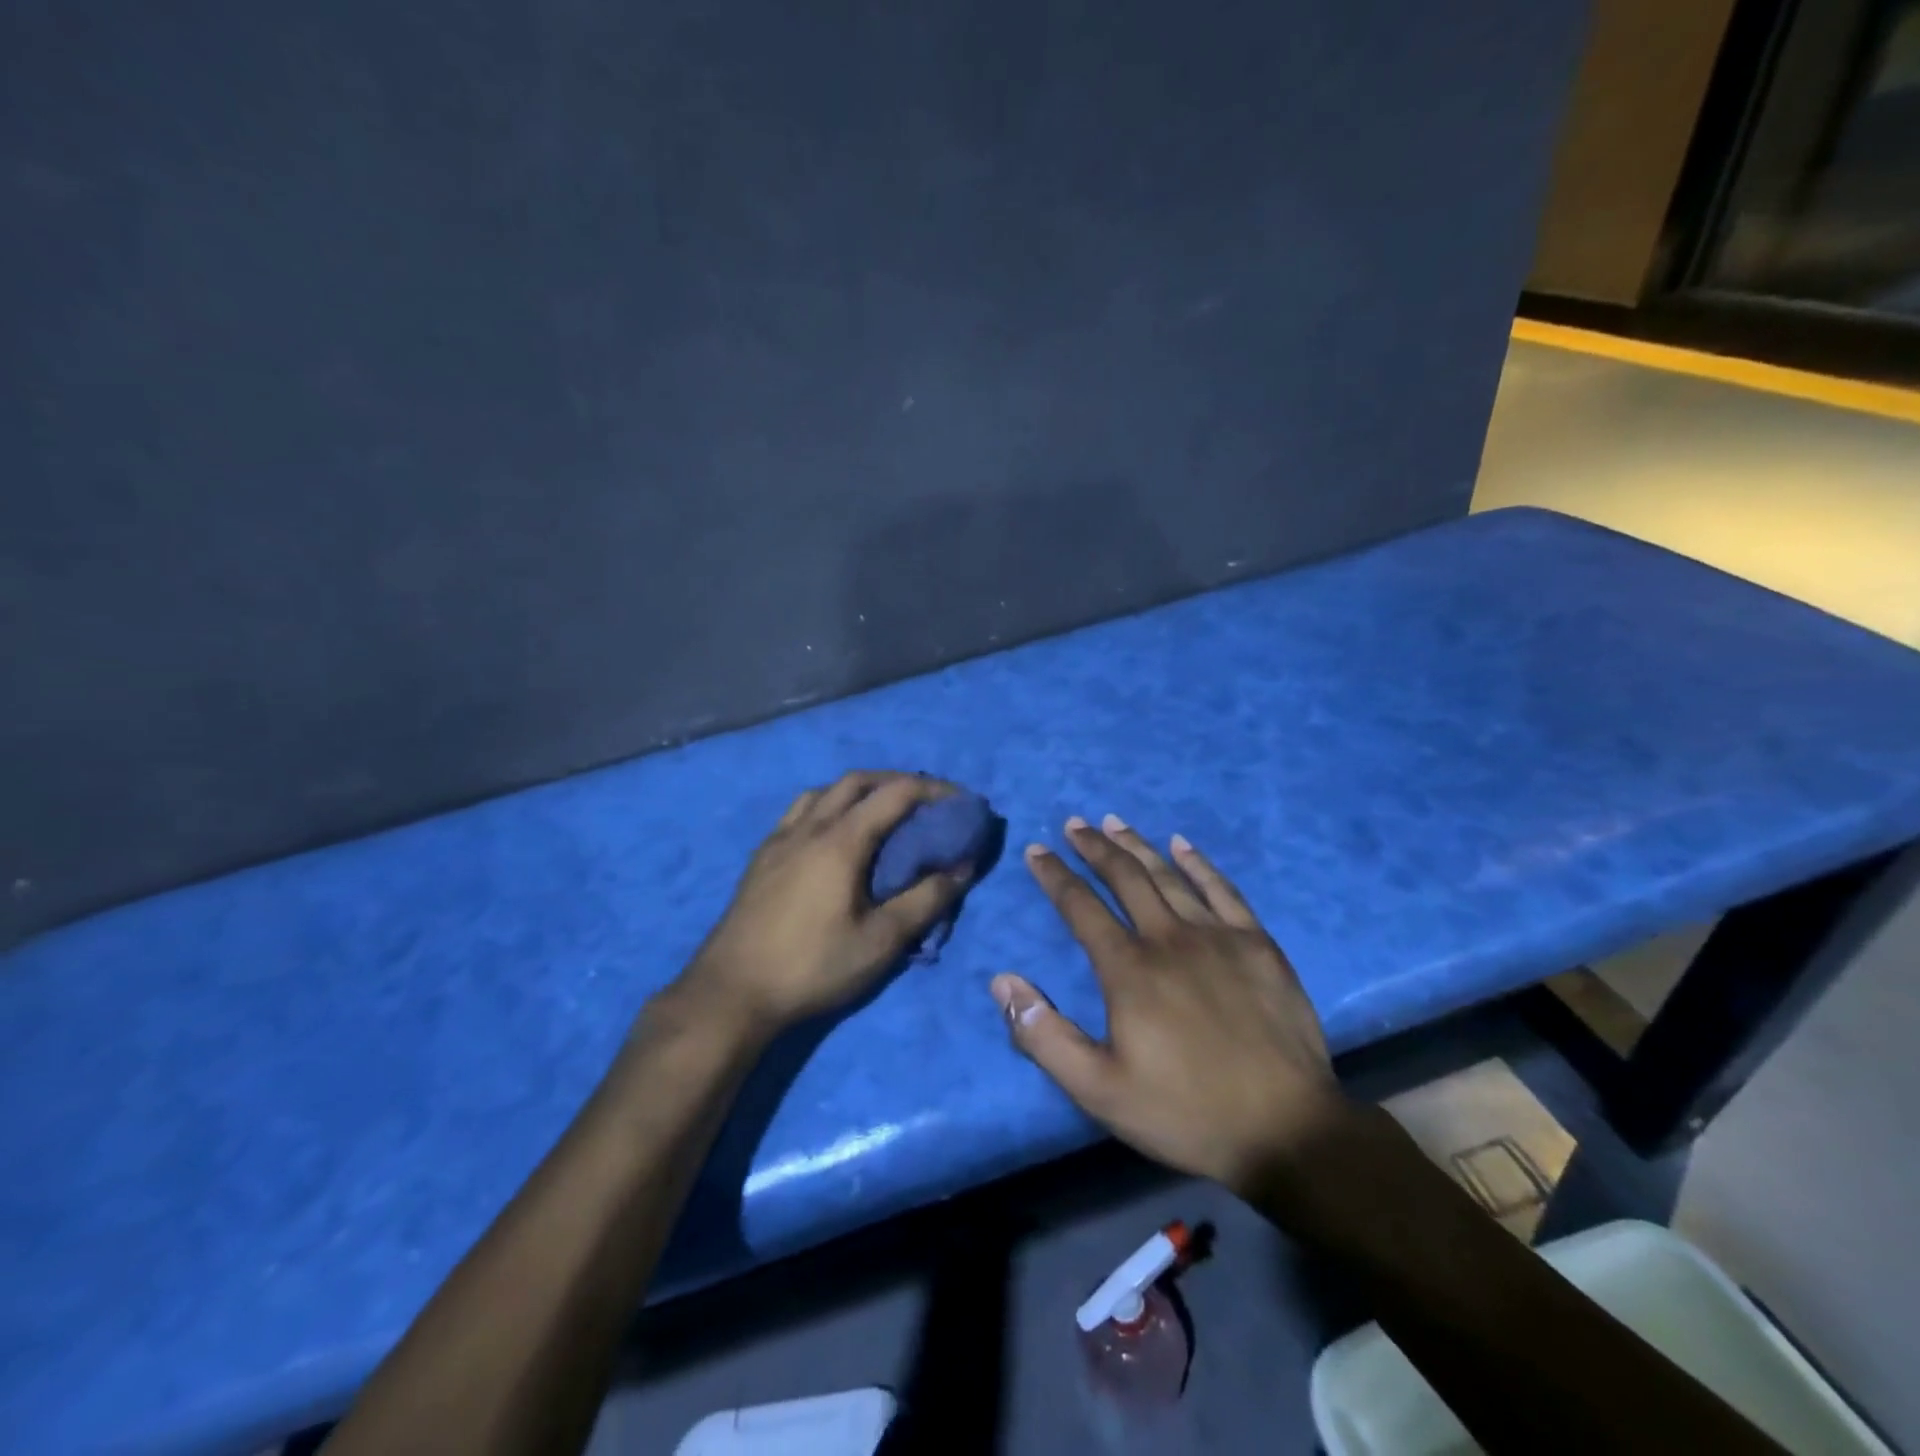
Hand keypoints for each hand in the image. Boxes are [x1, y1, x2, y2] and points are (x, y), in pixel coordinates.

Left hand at [675, 771, 973, 1034]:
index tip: (961, 801)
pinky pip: (801, 811)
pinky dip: (829, 806)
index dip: (932, 790)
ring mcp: (779, 839)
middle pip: (857, 781)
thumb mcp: (881, 941)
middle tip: (925, 803)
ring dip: (859, 791)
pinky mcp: (762, 857)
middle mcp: (808, 827)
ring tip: (881, 814)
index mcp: (840, 840)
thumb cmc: (812, 966)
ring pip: (824, 792)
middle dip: (897, 782)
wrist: (731, 992)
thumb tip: (964, 866)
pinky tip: (833, 837)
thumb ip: (926, 900)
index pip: (895, 793)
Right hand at [992, 815, 1353, 1194]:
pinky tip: (1182, 845)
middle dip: (1094, 847)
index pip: (1080, 907)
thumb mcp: (1099, 1089)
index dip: (1054, 875)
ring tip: (1114, 822)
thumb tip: (1002, 982)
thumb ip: (1044, 1036)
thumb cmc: (1185, 1112)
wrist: (1287, 1131)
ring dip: (1137, 845)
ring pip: (1168, 876)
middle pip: (1125, 878)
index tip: (1036, 850)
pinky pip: (1222, 890)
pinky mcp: (1258, 945)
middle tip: (1074, 823)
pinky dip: (1198, 863)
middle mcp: (1169, 938)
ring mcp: (1218, 936)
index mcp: (1129, 969)